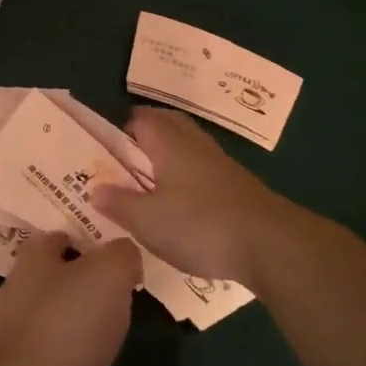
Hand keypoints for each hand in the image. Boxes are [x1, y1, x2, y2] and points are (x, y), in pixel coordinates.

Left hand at [0, 231, 139, 365]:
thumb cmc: (71, 322)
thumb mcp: (110, 272)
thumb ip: (122, 253)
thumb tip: (126, 258)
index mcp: (32, 258)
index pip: (57, 235)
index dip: (86, 238)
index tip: (115, 253)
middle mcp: (18, 289)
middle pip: (56, 274)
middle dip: (86, 279)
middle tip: (122, 289)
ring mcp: (17, 330)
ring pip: (57, 311)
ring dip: (82, 316)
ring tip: (115, 325)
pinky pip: (56, 346)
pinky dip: (75, 348)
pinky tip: (97, 357)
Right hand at [91, 108, 295, 286]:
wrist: (271, 245)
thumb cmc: (200, 225)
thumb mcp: (148, 220)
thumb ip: (119, 203)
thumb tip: (95, 189)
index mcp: (170, 145)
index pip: (143, 120)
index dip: (123, 127)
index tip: (106, 146)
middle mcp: (196, 146)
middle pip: (170, 125)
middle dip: (149, 133)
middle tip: (127, 155)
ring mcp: (222, 166)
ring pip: (190, 147)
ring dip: (170, 154)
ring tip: (151, 178)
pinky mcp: (239, 189)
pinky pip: (205, 171)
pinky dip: (189, 176)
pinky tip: (183, 201)